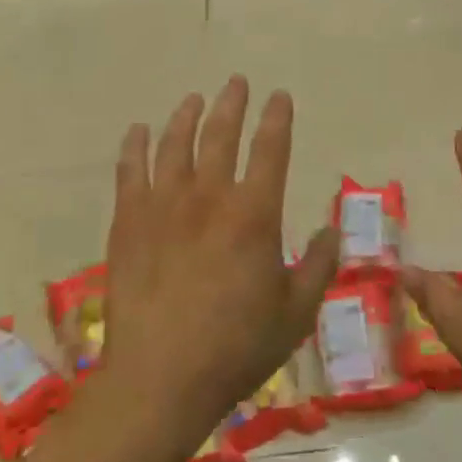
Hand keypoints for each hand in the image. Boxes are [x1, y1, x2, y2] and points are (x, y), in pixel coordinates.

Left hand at [103, 76, 339, 448]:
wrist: (161, 378)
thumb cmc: (237, 348)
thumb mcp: (296, 312)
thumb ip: (320, 266)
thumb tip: (333, 231)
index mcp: (255, 215)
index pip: (271, 150)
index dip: (277, 119)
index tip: (280, 96)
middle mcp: (209, 198)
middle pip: (220, 135)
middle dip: (232, 104)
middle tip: (237, 83)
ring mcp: (162, 207)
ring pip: (174, 145)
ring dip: (186, 117)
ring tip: (194, 99)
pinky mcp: (128, 224)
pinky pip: (129, 172)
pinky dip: (134, 147)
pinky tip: (138, 132)